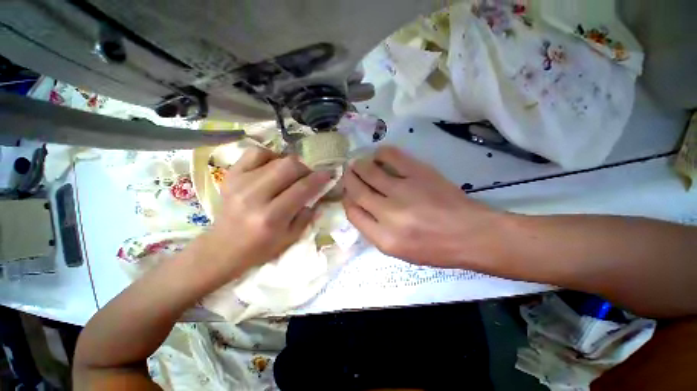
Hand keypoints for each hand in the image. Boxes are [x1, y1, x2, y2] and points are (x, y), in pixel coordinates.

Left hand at [201, 147, 330, 277]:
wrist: (222, 248)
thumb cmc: (260, 248)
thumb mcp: (291, 238)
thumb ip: (308, 214)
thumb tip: (317, 193)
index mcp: (271, 217)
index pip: (302, 188)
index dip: (319, 178)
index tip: (328, 174)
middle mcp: (254, 196)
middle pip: (289, 167)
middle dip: (305, 169)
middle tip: (308, 177)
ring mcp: (240, 183)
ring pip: (275, 158)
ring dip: (290, 164)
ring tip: (291, 174)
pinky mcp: (231, 176)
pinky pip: (255, 153)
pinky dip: (270, 156)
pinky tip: (273, 167)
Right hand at [342, 146, 505, 269]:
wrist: (471, 234)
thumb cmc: (434, 248)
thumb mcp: (398, 252)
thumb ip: (374, 230)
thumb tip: (359, 206)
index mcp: (384, 238)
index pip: (353, 213)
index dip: (347, 200)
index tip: (349, 194)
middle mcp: (389, 214)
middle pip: (357, 190)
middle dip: (348, 179)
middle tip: (348, 173)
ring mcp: (404, 191)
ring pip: (369, 171)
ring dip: (359, 165)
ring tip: (359, 164)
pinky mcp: (419, 173)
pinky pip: (391, 156)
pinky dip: (380, 154)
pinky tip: (379, 156)